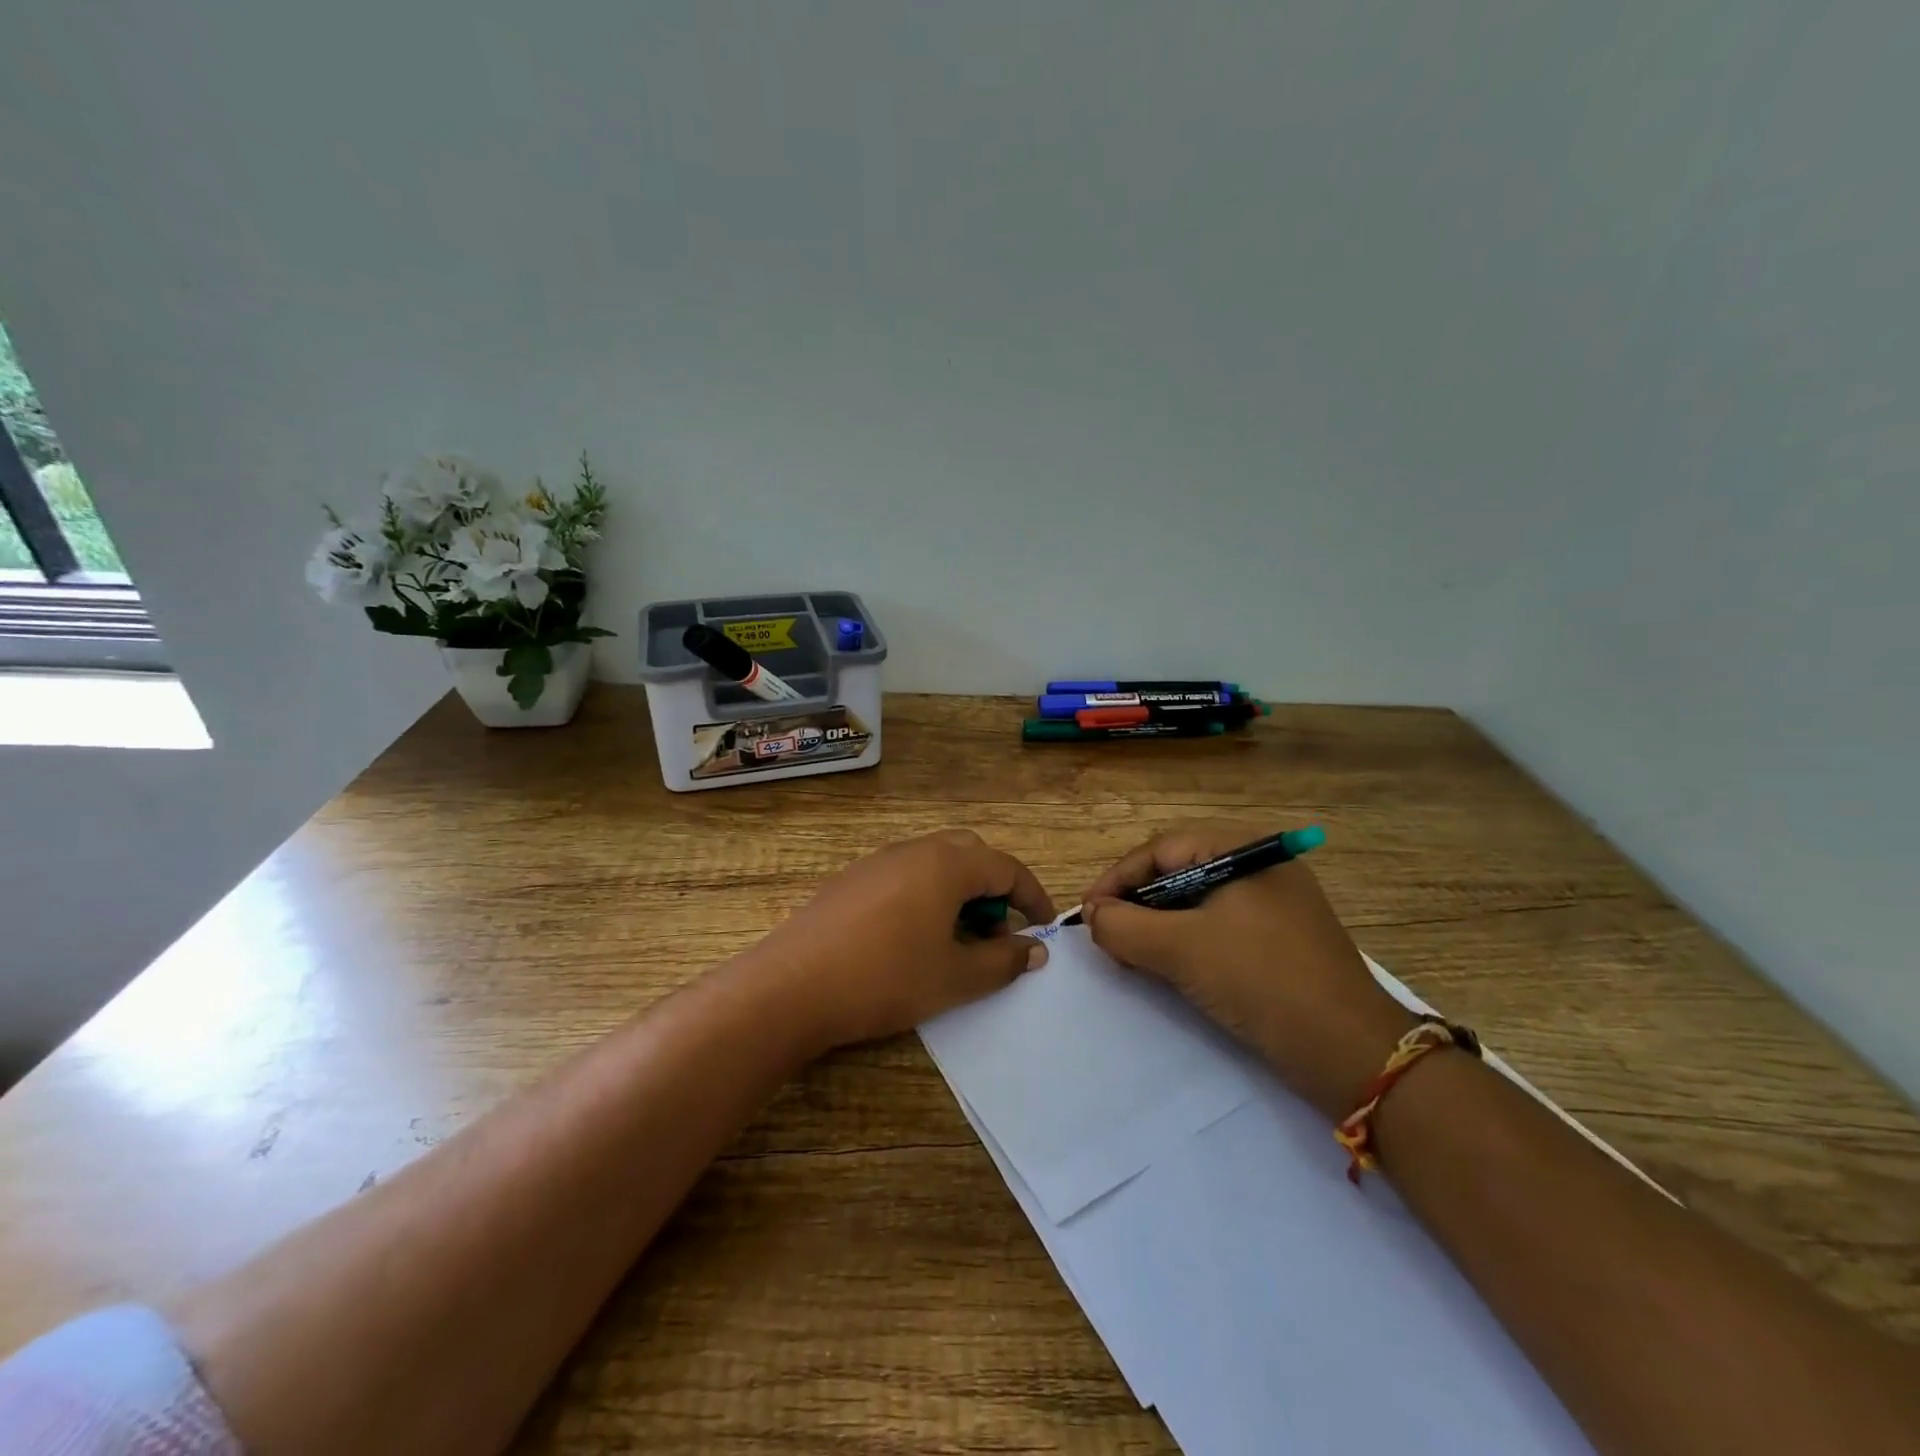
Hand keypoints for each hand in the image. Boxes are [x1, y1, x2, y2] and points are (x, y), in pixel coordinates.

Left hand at [753, 829, 1055, 1051]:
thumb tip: (1036, 949)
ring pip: (935, 864)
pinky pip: (905, 876)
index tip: (1045, 928)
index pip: (1006, 867)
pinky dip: (926, 897)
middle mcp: (914, 850)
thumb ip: (1003, 960)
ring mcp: (878, 862)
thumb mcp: (956, 977)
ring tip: (957, 942)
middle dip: (994, 889)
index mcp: (947, 864)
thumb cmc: (886, 978)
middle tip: (996, 934)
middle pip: (971, 855)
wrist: (792, 986)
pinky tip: (913, 940)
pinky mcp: (851, 880)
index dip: (1033, 897)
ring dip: (959, 894)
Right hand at [1081, 821, 1412, 1120]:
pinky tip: (1169, 968)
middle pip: (1178, 873)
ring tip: (1130, 955)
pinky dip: (1186, 943)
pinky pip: (1218, 928)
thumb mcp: (1182, 949)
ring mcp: (1274, 905)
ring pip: (1196, 904)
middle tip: (1106, 936)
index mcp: (1243, 850)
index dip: (1117, 879)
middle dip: (1136, 904)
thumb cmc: (1260, 980)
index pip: (1161, 850)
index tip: (1086, 914)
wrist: (1351, 1053)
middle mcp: (1260, 868)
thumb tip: (1092, 915)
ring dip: (1157, 927)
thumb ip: (1124, 926)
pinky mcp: (1279, 941)